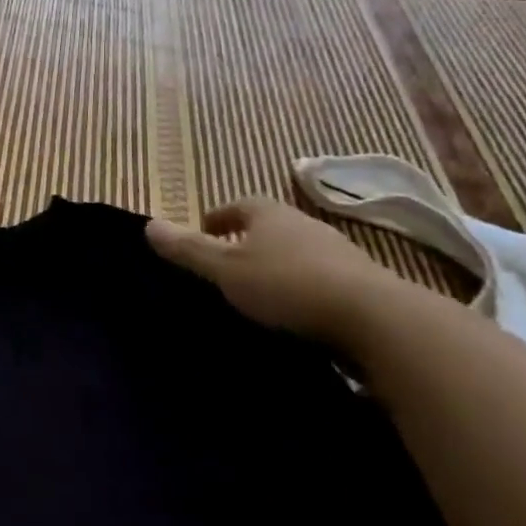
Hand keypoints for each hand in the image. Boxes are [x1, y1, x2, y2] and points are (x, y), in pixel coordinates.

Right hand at [145, 197, 405, 345]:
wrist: (377, 320)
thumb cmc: (288, 285)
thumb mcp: (226, 269)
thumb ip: (188, 249)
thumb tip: (148, 224)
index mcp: (270, 214)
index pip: (238, 205)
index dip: (219, 217)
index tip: (205, 231)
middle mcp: (305, 225)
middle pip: (270, 226)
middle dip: (250, 240)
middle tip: (228, 262)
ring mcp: (340, 254)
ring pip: (299, 253)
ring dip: (280, 265)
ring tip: (261, 291)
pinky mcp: (364, 285)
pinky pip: (323, 280)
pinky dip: (305, 290)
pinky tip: (298, 314)